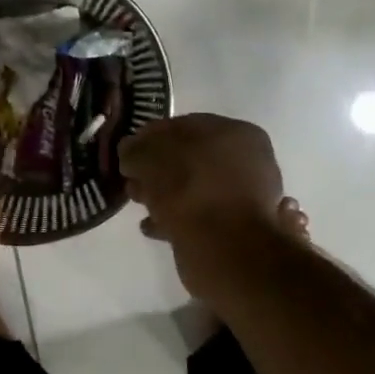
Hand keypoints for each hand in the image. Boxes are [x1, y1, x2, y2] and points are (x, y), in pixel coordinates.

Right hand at [120, 114, 284, 301]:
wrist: (223, 247)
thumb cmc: (187, 189)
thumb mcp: (148, 158)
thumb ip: (135, 150)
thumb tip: (130, 152)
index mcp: (234, 132)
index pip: (184, 126)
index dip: (151, 138)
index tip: (127, 155)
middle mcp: (247, 161)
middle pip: (190, 159)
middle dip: (158, 170)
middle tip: (132, 182)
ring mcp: (245, 198)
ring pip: (194, 189)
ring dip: (165, 195)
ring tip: (140, 206)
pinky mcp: (237, 229)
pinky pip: (197, 216)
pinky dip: (175, 219)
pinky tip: (153, 227)